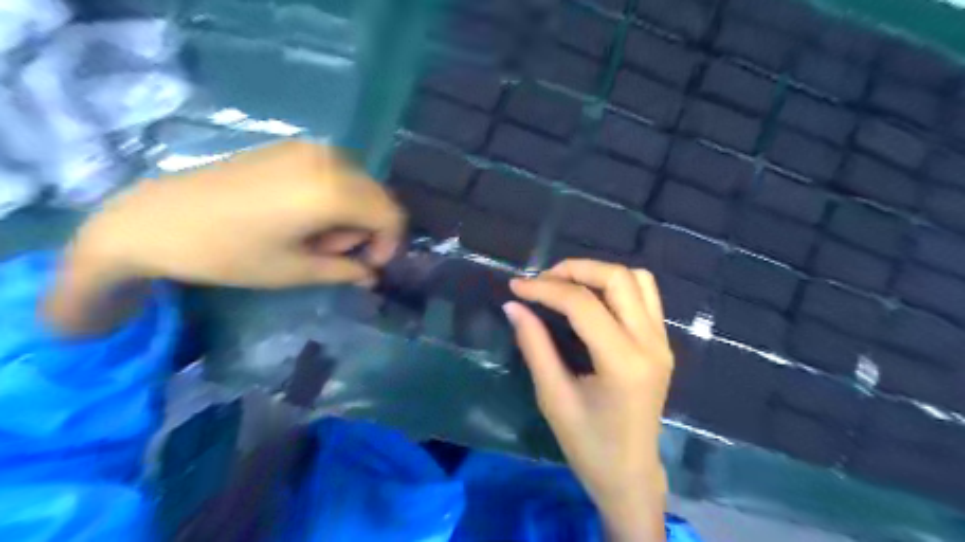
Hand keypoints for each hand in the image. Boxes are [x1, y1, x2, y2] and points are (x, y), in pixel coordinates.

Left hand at [44, 141, 403, 331]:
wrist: (156, 219)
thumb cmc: (228, 253)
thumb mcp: (295, 270)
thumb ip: (345, 270)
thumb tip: (370, 273)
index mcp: (332, 192)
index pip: (390, 215)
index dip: (389, 244)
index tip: (368, 265)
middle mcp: (328, 161)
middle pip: (378, 197)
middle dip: (370, 230)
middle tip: (336, 254)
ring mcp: (308, 148)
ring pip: (358, 184)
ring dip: (352, 214)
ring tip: (314, 237)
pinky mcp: (290, 147)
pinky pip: (335, 172)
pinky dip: (335, 197)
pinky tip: (303, 215)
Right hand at [506, 257, 672, 540]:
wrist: (630, 474)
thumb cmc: (588, 444)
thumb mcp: (553, 397)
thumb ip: (534, 345)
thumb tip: (513, 305)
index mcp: (623, 362)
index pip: (583, 305)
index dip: (545, 289)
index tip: (516, 287)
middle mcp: (650, 344)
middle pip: (617, 278)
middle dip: (574, 270)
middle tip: (542, 281)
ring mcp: (662, 341)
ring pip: (636, 279)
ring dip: (598, 273)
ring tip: (565, 285)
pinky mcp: (662, 343)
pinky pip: (645, 295)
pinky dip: (616, 285)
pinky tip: (592, 299)